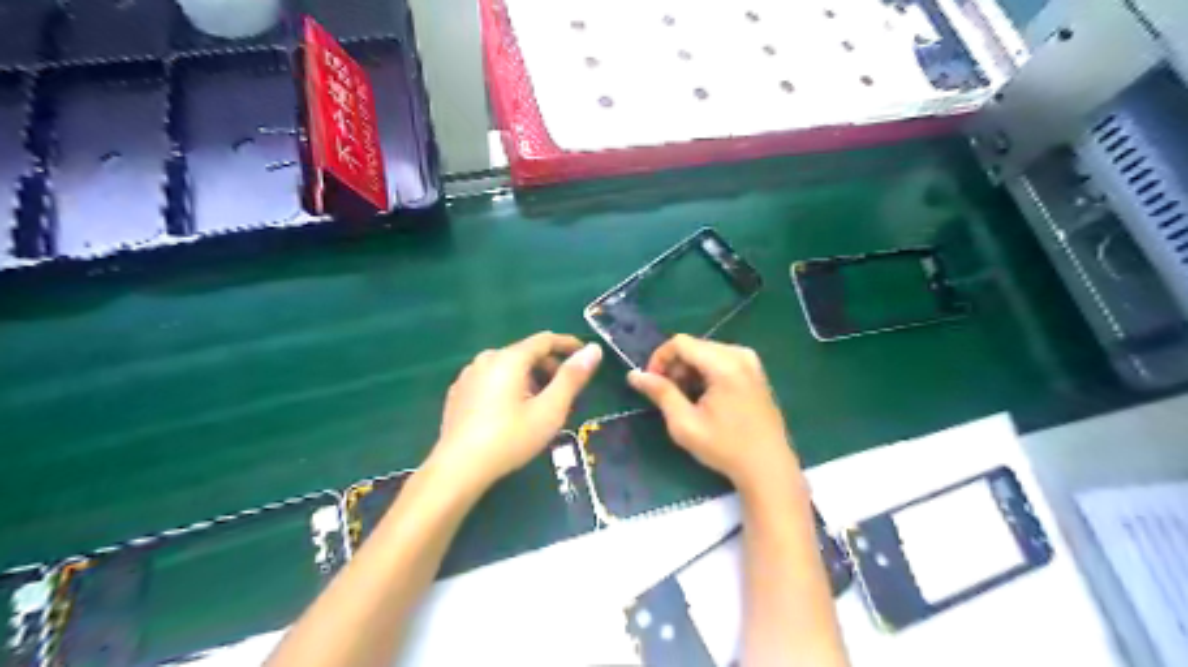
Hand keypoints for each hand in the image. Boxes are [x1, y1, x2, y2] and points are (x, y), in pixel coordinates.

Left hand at [431, 330, 603, 489]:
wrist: (458, 469)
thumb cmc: (510, 438)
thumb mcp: (549, 410)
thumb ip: (572, 378)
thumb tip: (594, 349)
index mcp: (509, 358)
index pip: (544, 340)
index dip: (568, 344)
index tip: (586, 354)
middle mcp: (486, 359)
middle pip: (525, 353)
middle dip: (549, 366)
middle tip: (566, 390)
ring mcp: (468, 375)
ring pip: (507, 367)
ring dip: (529, 378)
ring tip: (541, 404)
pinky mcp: (458, 393)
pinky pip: (491, 379)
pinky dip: (509, 386)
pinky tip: (511, 412)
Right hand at [624, 337, 803, 492]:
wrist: (768, 467)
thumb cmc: (725, 448)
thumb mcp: (685, 424)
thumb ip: (660, 393)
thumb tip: (634, 375)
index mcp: (725, 364)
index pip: (680, 343)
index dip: (659, 358)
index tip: (651, 383)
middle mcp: (740, 355)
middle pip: (694, 346)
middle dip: (674, 366)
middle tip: (667, 395)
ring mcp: (751, 361)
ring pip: (706, 352)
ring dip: (689, 369)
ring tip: (685, 398)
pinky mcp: (755, 371)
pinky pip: (721, 359)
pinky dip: (705, 372)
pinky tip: (704, 397)